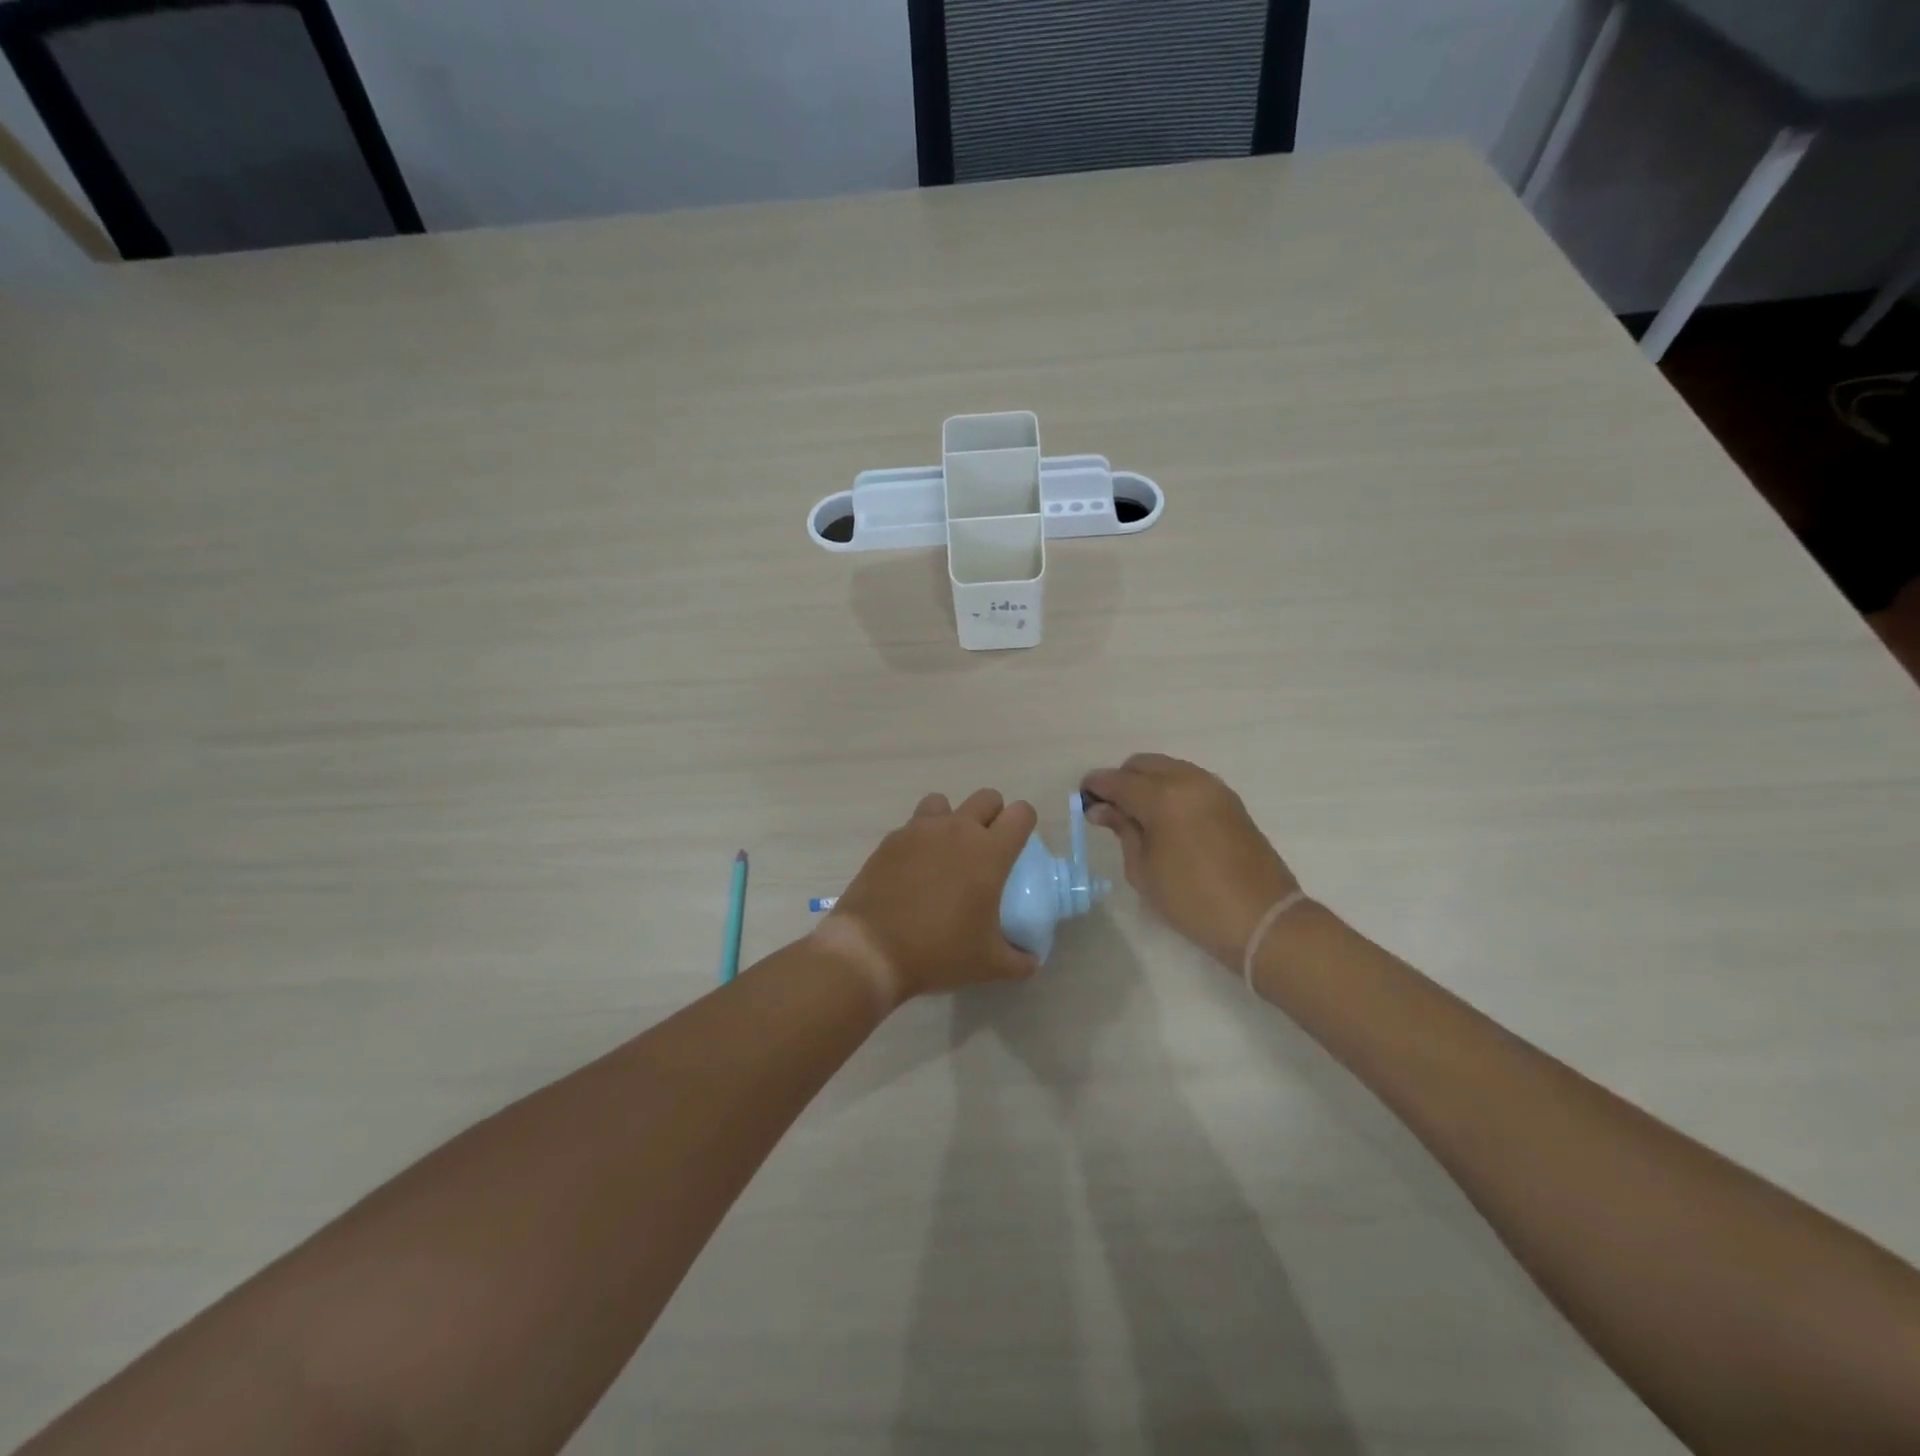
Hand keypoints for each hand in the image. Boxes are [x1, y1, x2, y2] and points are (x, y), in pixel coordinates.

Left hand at [820, 789, 1040, 1006]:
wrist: (870, 951)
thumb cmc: (938, 952)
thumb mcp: (988, 966)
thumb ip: (1019, 961)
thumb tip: (1031, 961)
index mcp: (989, 852)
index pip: (1021, 814)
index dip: (1025, 824)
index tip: (1019, 848)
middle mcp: (956, 830)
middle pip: (987, 798)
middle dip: (993, 816)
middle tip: (987, 850)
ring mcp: (919, 831)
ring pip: (944, 803)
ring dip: (952, 819)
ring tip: (947, 853)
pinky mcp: (890, 840)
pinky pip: (912, 826)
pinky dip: (920, 840)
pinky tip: (914, 872)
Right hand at [1081, 753, 1299, 969]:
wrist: (1262, 918)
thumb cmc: (1192, 900)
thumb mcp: (1144, 870)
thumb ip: (1123, 831)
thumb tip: (1103, 809)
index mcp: (1162, 797)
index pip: (1117, 780)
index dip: (1096, 787)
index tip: (1083, 799)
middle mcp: (1188, 781)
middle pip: (1143, 764)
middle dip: (1122, 780)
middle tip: (1111, 810)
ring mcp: (1213, 788)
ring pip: (1168, 768)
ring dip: (1148, 783)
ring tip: (1139, 817)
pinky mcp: (1230, 800)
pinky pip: (1189, 781)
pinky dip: (1171, 789)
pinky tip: (1166, 819)